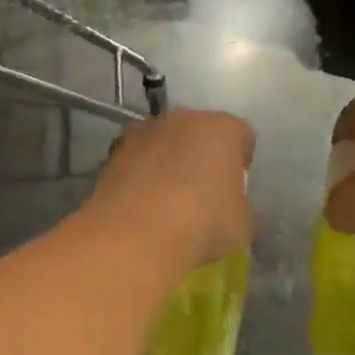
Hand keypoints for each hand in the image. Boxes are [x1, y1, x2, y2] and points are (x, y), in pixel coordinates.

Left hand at [87, 108, 253, 275]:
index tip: (234, 188)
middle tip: (200, 192)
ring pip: (163, 143)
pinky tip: (140, 203)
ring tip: (164, 200)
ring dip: (166, 162)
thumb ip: (236, 203)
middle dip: (200, 156)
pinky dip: (139, 174)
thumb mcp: (241, 224)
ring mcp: (144, 131)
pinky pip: (136, 159)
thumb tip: (224, 205)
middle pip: (198, 133)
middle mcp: (183, 119)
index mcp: (223, 129)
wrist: (134, 235)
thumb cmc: (201, 225)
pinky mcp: (113, 150)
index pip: (241, 137)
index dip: (240, 163)